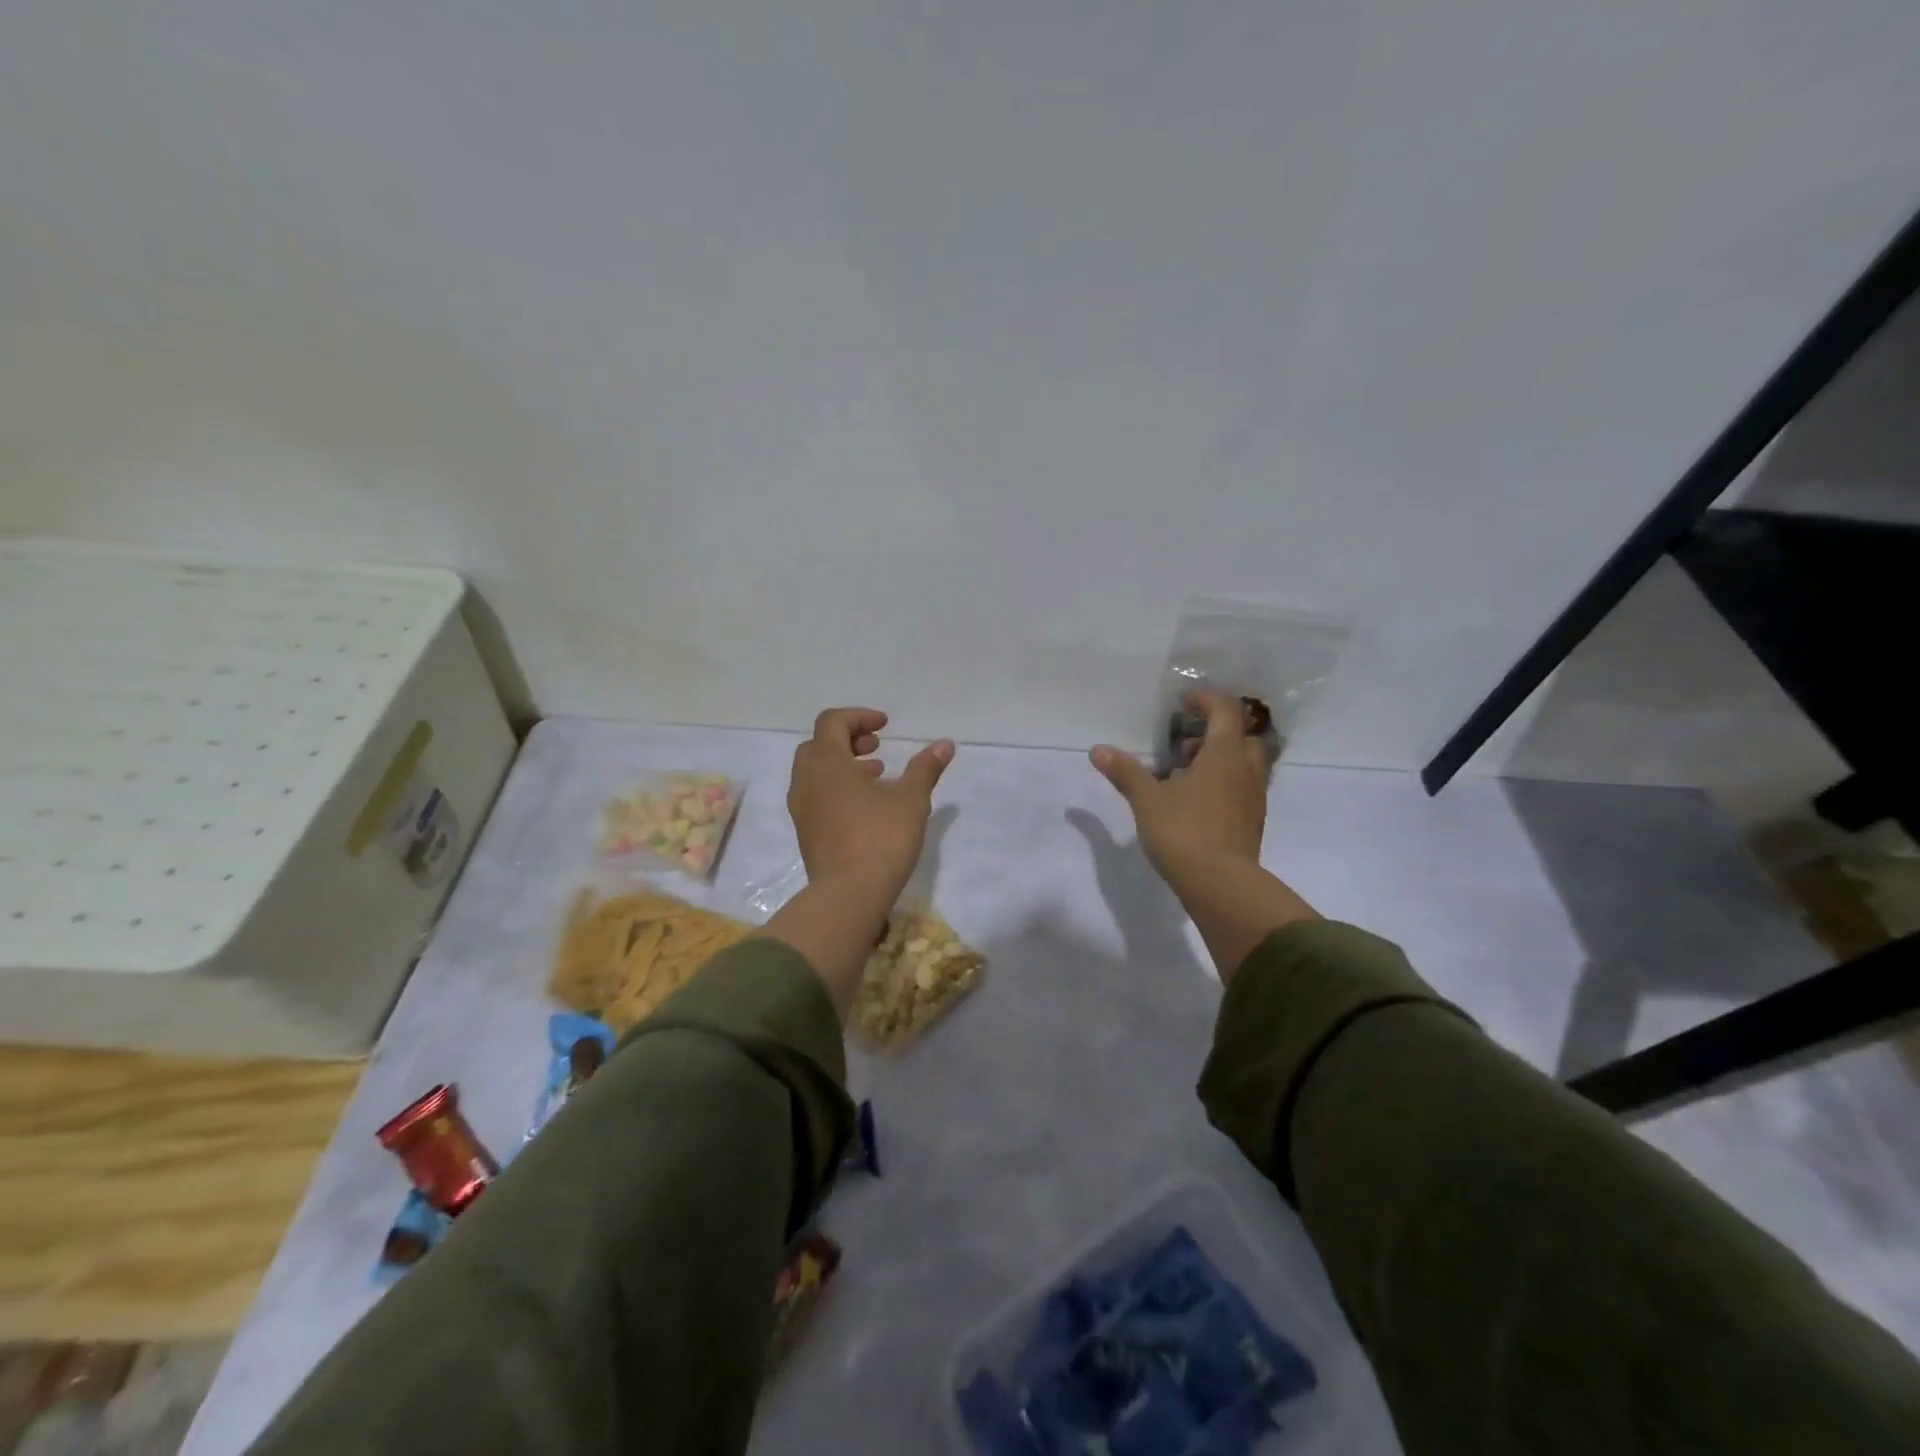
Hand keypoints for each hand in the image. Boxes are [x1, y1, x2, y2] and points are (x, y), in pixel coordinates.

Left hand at [788, 708, 954, 899]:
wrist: (848, 895)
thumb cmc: (881, 838)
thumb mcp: (911, 799)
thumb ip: (925, 767)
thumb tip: (945, 743)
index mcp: (827, 762)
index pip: (832, 721)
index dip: (859, 717)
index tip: (885, 727)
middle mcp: (806, 780)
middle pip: (819, 744)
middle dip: (848, 740)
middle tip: (877, 749)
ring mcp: (801, 808)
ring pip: (815, 772)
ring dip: (842, 765)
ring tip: (876, 776)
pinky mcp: (805, 831)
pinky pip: (815, 795)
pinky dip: (835, 787)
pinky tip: (865, 807)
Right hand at [1090, 690, 1313, 979]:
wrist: (1219, 884)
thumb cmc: (1183, 831)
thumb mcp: (1146, 799)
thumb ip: (1125, 771)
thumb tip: (1097, 750)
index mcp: (1224, 754)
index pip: (1225, 710)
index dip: (1205, 700)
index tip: (1183, 704)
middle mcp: (1246, 770)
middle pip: (1244, 735)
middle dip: (1218, 732)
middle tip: (1187, 743)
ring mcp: (1253, 798)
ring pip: (1246, 764)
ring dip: (1221, 759)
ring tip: (1185, 774)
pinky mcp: (1252, 822)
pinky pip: (1242, 789)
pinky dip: (1224, 784)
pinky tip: (1196, 801)